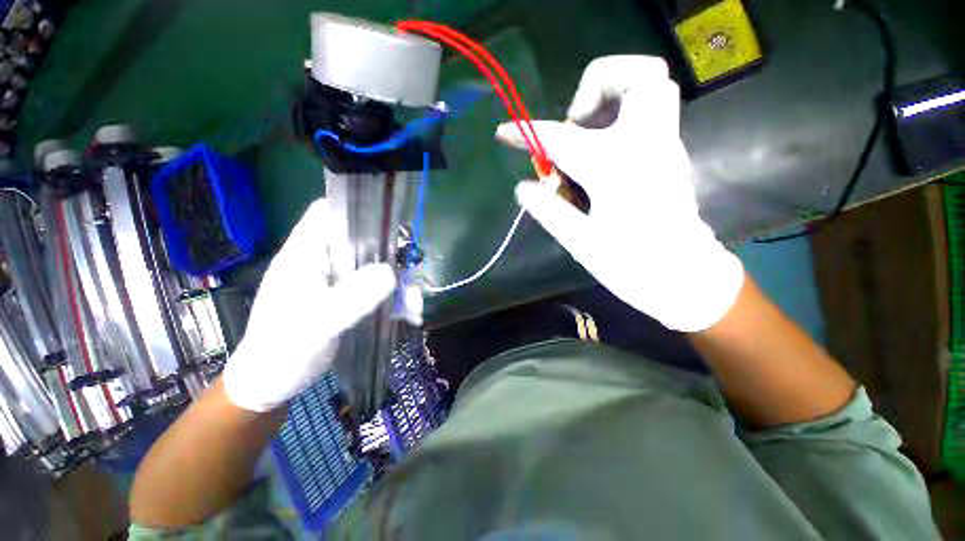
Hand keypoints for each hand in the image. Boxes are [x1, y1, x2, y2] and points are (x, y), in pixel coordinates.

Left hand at [223, 199, 395, 411]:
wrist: (272, 384)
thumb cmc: (281, 351)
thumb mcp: (315, 325)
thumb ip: (351, 298)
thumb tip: (390, 273)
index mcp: (304, 256)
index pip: (327, 214)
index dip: (357, 212)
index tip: (390, 225)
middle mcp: (323, 263)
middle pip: (362, 242)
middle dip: (391, 256)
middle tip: (411, 273)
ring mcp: (337, 282)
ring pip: (376, 268)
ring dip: (400, 284)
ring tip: (414, 306)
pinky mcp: (349, 299)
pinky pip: (379, 290)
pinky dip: (397, 300)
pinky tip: (409, 316)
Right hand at [497, 55, 742, 331]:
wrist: (684, 278)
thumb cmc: (631, 265)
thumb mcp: (579, 241)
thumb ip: (547, 209)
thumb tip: (522, 187)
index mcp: (615, 168)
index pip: (560, 139)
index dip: (526, 133)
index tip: (504, 132)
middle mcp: (646, 144)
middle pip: (638, 74)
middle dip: (597, 85)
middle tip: (575, 124)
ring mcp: (665, 146)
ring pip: (652, 86)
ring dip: (614, 97)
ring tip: (587, 137)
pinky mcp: (672, 155)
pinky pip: (651, 114)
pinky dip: (623, 119)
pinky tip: (603, 156)